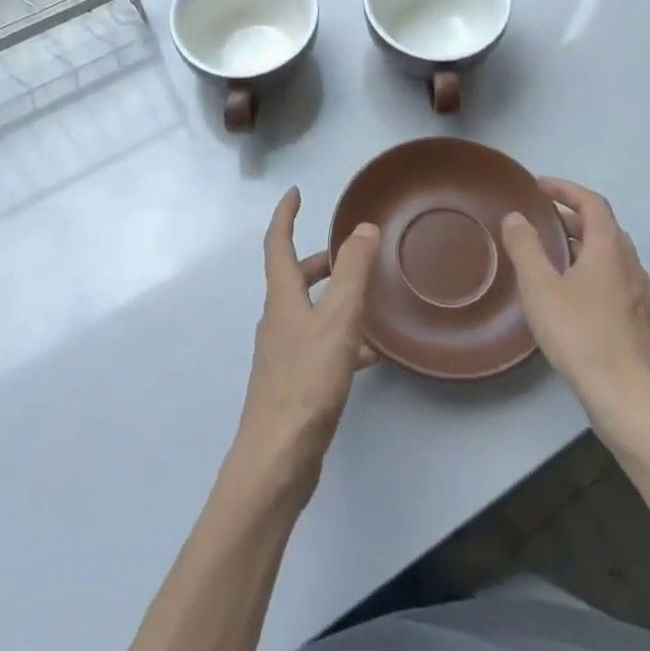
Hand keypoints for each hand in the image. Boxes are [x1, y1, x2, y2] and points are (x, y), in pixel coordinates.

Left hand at [230, 188, 379, 502]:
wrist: (279, 457)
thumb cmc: (307, 381)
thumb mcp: (338, 320)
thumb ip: (353, 272)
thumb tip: (363, 228)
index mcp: (282, 298)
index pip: (277, 243)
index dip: (285, 215)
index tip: (296, 193)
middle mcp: (278, 320)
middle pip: (294, 278)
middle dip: (320, 260)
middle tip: (351, 253)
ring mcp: (284, 353)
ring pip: (311, 312)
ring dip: (336, 299)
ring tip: (372, 302)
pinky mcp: (295, 382)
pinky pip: (321, 345)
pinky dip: (344, 338)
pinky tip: (371, 356)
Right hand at [501, 178, 649, 445]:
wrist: (630, 400)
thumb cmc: (582, 336)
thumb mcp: (541, 288)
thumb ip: (526, 248)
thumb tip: (516, 217)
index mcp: (609, 248)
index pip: (592, 202)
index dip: (565, 188)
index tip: (538, 186)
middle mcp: (629, 265)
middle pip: (603, 226)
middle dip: (570, 215)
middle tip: (539, 217)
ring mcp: (638, 295)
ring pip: (609, 254)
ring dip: (581, 243)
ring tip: (549, 252)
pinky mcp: (638, 321)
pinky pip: (612, 278)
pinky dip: (589, 269)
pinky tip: (569, 293)